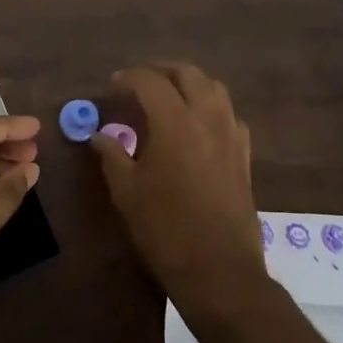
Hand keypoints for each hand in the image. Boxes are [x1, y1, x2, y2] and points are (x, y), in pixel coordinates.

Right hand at [90, 65, 265, 314]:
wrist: (219, 270)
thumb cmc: (165, 229)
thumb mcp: (127, 192)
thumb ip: (112, 155)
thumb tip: (98, 135)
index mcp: (175, 122)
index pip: (150, 81)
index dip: (128, 78)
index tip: (112, 85)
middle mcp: (207, 118)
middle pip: (187, 73)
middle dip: (160, 71)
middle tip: (139, 84)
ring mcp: (231, 135)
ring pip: (214, 88)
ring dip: (189, 83)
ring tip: (168, 97)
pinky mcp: (244, 154)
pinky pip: (229, 114)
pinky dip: (210, 107)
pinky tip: (196, 125)